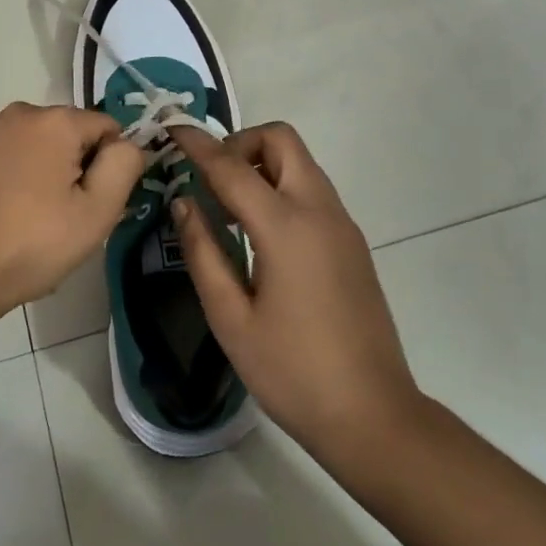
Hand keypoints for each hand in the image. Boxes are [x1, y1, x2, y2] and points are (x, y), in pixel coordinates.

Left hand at [0, 102, 145, 322]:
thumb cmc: (30, 246)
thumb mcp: (96, 215)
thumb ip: (123, 167)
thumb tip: (127, 143)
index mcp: (59, 122)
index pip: (106, 129)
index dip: (107, 165)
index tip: (91, 203)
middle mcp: (21, 110)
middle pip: (66, 130)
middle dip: (70, 162)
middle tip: (59, 213)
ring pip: (29, 134)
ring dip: (35, 159)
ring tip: (22, 209)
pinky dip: (1, 156)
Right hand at [171, 122, 419, 459]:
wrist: (374, 417)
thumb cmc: (293, 372)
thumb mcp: (231, 318)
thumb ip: (202, 252)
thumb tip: (184, 202)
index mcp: (286, 227)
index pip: (232, 166)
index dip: (198, 144)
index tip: (172, 129)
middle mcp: (319, 210)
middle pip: (281, 140)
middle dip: (240, 144)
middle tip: (211, 180)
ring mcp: (342, 224)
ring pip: (300, 162)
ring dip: (262, 165)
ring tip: (230, 211)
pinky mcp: (352, 242)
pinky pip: (312, 189)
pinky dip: (281, 187)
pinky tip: (260, 235)